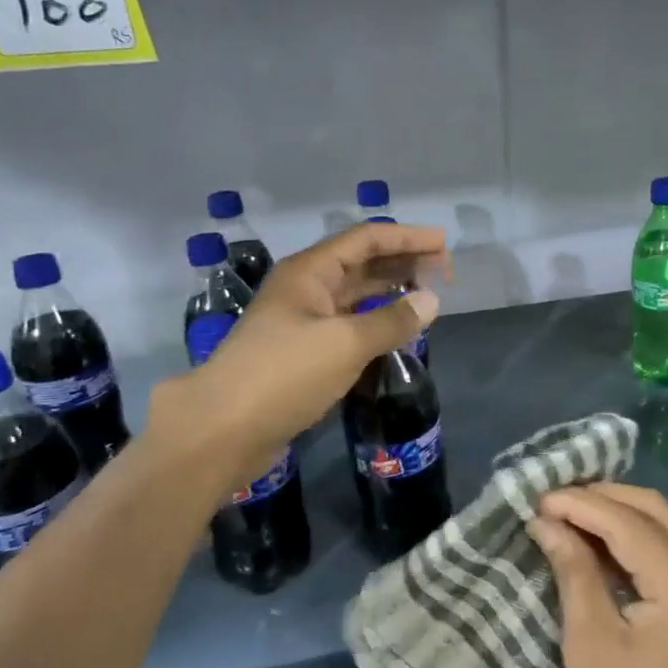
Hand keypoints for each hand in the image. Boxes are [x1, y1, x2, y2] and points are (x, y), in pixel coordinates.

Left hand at [148, 221, 447, 489]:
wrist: (222, 430)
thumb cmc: (284, 375)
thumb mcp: (346, 343)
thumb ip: (393, 320)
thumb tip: (432, 300)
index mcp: (309, 272)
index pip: (366, 240)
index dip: (407, 238)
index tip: (443, 245)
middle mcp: (305, 288)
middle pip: (361, 263)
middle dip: (402, 262)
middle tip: (444, 271)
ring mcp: (301, 321)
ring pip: (354, 295)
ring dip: (390, 291)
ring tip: (428, 295)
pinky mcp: (302, 353)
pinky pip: (348, 324)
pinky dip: (376, 322)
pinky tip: (398, 330)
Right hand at [528, 483, 667, 667]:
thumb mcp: (592, 644)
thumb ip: (574, 571)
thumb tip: (546, 521)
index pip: (627, 522)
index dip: (579, 504)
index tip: (536, 497)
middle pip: (654, 509)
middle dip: (601, 497)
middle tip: (552, 500)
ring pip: (665, 524)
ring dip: (618, 514)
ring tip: (569, 513)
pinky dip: (635, 537)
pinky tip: (600, 541)